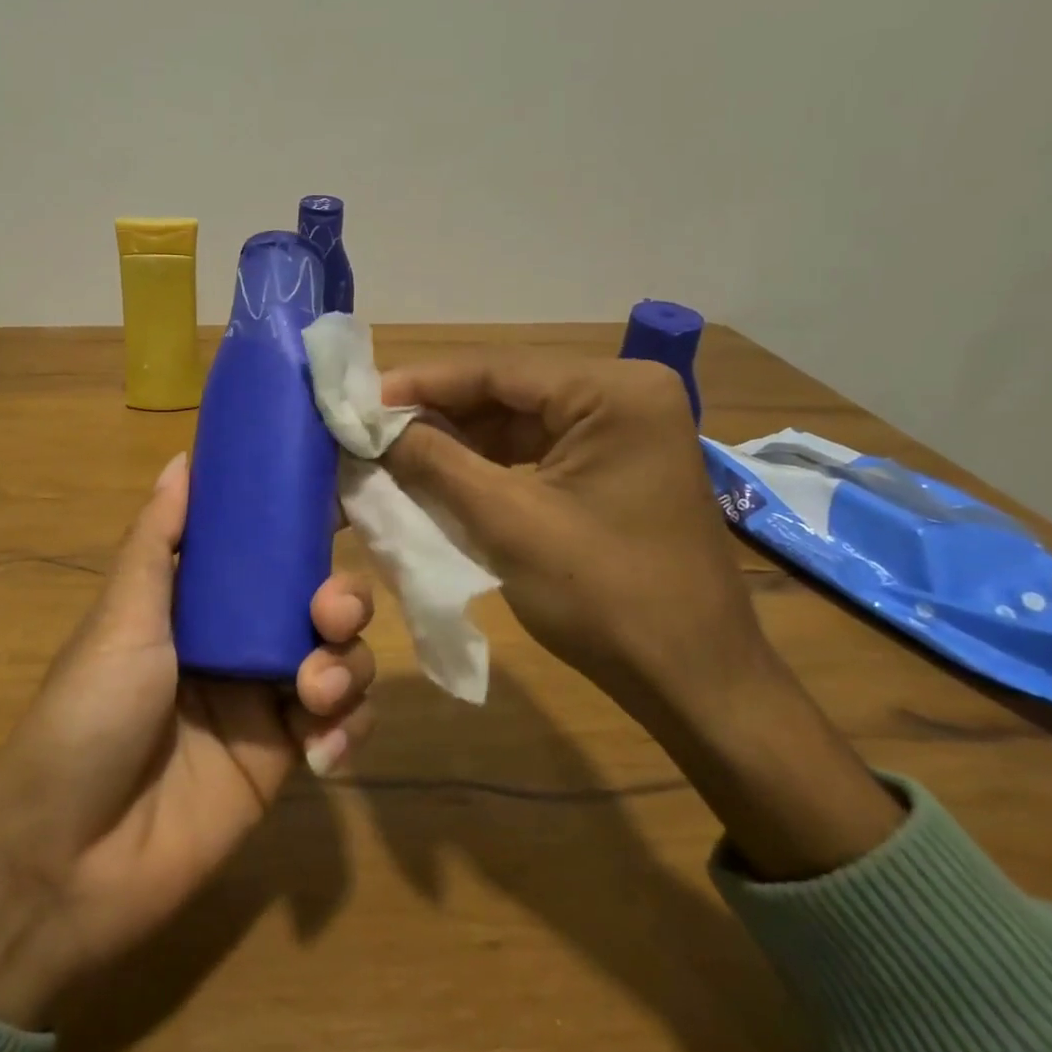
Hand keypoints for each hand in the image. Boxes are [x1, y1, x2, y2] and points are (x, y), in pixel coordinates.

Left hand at [0, 452, 375, 1025]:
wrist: (68, 860)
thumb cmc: (88, 716)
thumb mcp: (121, 618)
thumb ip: (158, 540)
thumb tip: (183, 459)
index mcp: (198, 602)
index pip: (264, 551)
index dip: (303, 527)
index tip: (343, 502)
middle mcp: (237, 642)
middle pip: (315, 602)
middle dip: (340, 598)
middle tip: (330, 613)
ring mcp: (264, 702)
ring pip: (339, 659)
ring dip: (347, 665)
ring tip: (315, 693)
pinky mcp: (284, 761)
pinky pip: (340, 726)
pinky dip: (346, 730)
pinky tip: (321, 752)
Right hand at [380, 355, 761, 699]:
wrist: (694, 683)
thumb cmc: (606, 599)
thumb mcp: (506, 522)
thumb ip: (434, 462)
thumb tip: (372, 427)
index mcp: (615, 392)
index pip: (496, 369)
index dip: (420, 383)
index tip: (358, 401)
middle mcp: (626, 393)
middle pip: (507, 390)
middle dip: (436, 412)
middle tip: (369, 428)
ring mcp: (625, 429)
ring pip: (517, 419)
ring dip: (456, 438)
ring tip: (392, 451)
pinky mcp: (616, 464)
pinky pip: (536, 448)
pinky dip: (487, 462)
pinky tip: (440, 473)